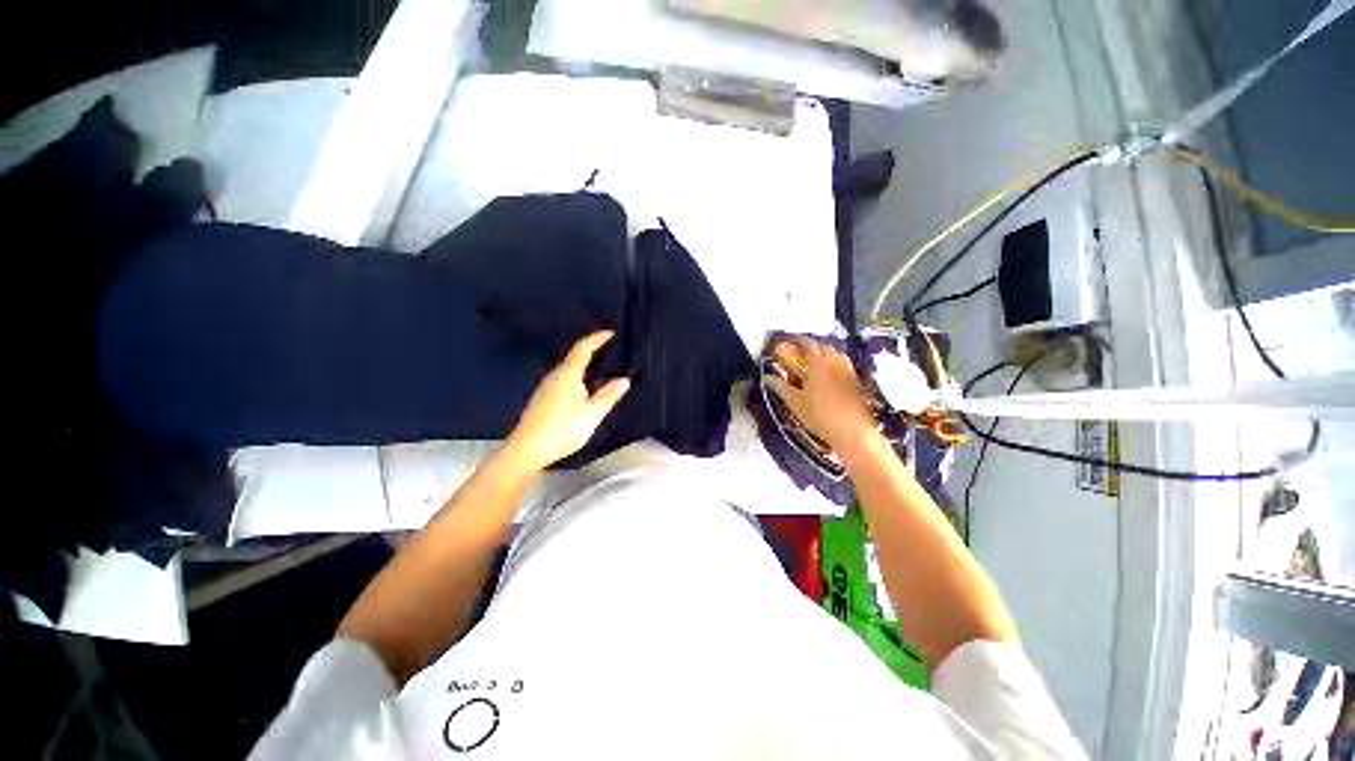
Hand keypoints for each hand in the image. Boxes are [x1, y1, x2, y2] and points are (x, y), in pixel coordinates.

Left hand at [506, 330, 629, 471]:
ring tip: (598, 368)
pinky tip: (580, 389)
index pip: (583, 348)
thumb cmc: (563, 429)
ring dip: (583, 364)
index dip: (597, 338)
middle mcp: (554, 376)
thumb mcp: (592, 414)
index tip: (610, 332)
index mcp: (568, 374)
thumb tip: (624, 379)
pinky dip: (575, 376)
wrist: (527, 450)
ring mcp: (545, 387)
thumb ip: (609, 395)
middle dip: (591, 350)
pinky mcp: (541, 399)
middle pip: (574, 357)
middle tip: (608, 349)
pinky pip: (562, 379)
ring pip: (567, 369)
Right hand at [766, 337, 875, 451]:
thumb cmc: (821, 415)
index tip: (786, 341)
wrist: (852, 431)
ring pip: (833, 354)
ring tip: (812, 363)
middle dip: (808, 347)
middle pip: (821, 346)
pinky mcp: (855, 381)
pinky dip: (832, 364)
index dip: (794, 340)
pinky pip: (842, 365)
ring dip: (822, 354)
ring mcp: (847, 370)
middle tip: (797, 353)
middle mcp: (834, 361)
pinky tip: (827, 376)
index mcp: (818, 362)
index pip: (805, 343)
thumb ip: (781, 387)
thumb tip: (769, 378)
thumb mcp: (795, 402)